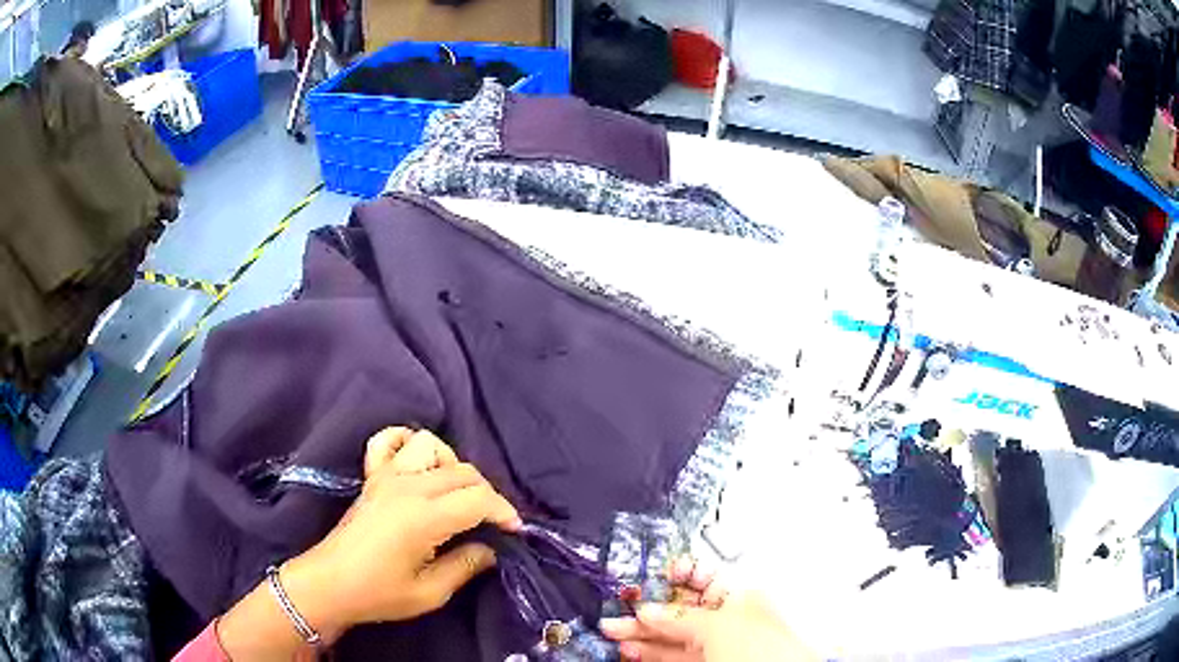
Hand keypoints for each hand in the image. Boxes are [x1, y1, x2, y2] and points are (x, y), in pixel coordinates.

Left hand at [215, 428, 520, 658]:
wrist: (329, 583)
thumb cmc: (379, 593)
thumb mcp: (430, 593)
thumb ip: (465, 566)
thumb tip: (490, 548)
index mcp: (424, 517)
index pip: (479, 499)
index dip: (504, 512)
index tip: (514, 531)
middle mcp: (408, 487)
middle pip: (463, 472)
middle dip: (487, 494)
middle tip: (492, 523)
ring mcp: (387, 476)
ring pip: (433, 447)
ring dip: (453, 466)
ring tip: (457, 495)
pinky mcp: (372, 477)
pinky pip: (389, 441)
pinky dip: (407, 443)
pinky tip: (417, 464)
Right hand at [600, 558, 815, 661]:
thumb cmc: (768, 650)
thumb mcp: (721, 625)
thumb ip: (682, 617)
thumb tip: (650, 609)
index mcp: (742, 597)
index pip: (703, 578)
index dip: (675, 575)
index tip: (649, 574)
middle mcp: (729, 620)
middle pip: (680, 609)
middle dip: (647, 608)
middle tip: (618, 607)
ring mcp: (716, 646)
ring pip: (671, 635)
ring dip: (640, 633)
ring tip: (613, 630)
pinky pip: (672, 655)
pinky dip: (649, 652)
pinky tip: (631, 649)